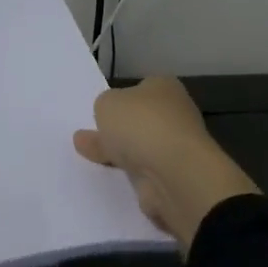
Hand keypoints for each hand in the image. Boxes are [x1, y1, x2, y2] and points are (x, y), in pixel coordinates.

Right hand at [72, 78, 258, 249]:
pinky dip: (131, 176)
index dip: (121, 98)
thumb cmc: (141, 125)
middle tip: (90, 136)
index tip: (102, 111)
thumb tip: (109, 118)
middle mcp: (176, 115)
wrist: (173, 174)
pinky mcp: (175, 178)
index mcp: (164, 88)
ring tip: (91, 158)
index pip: (141, 88)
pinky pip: (145, 174)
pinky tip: (111, 178)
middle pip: (141, 120)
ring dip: (122, 154)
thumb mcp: (106, 103)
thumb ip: (103, 107)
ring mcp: (177, 148)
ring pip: (142, 148)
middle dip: (120, 129)